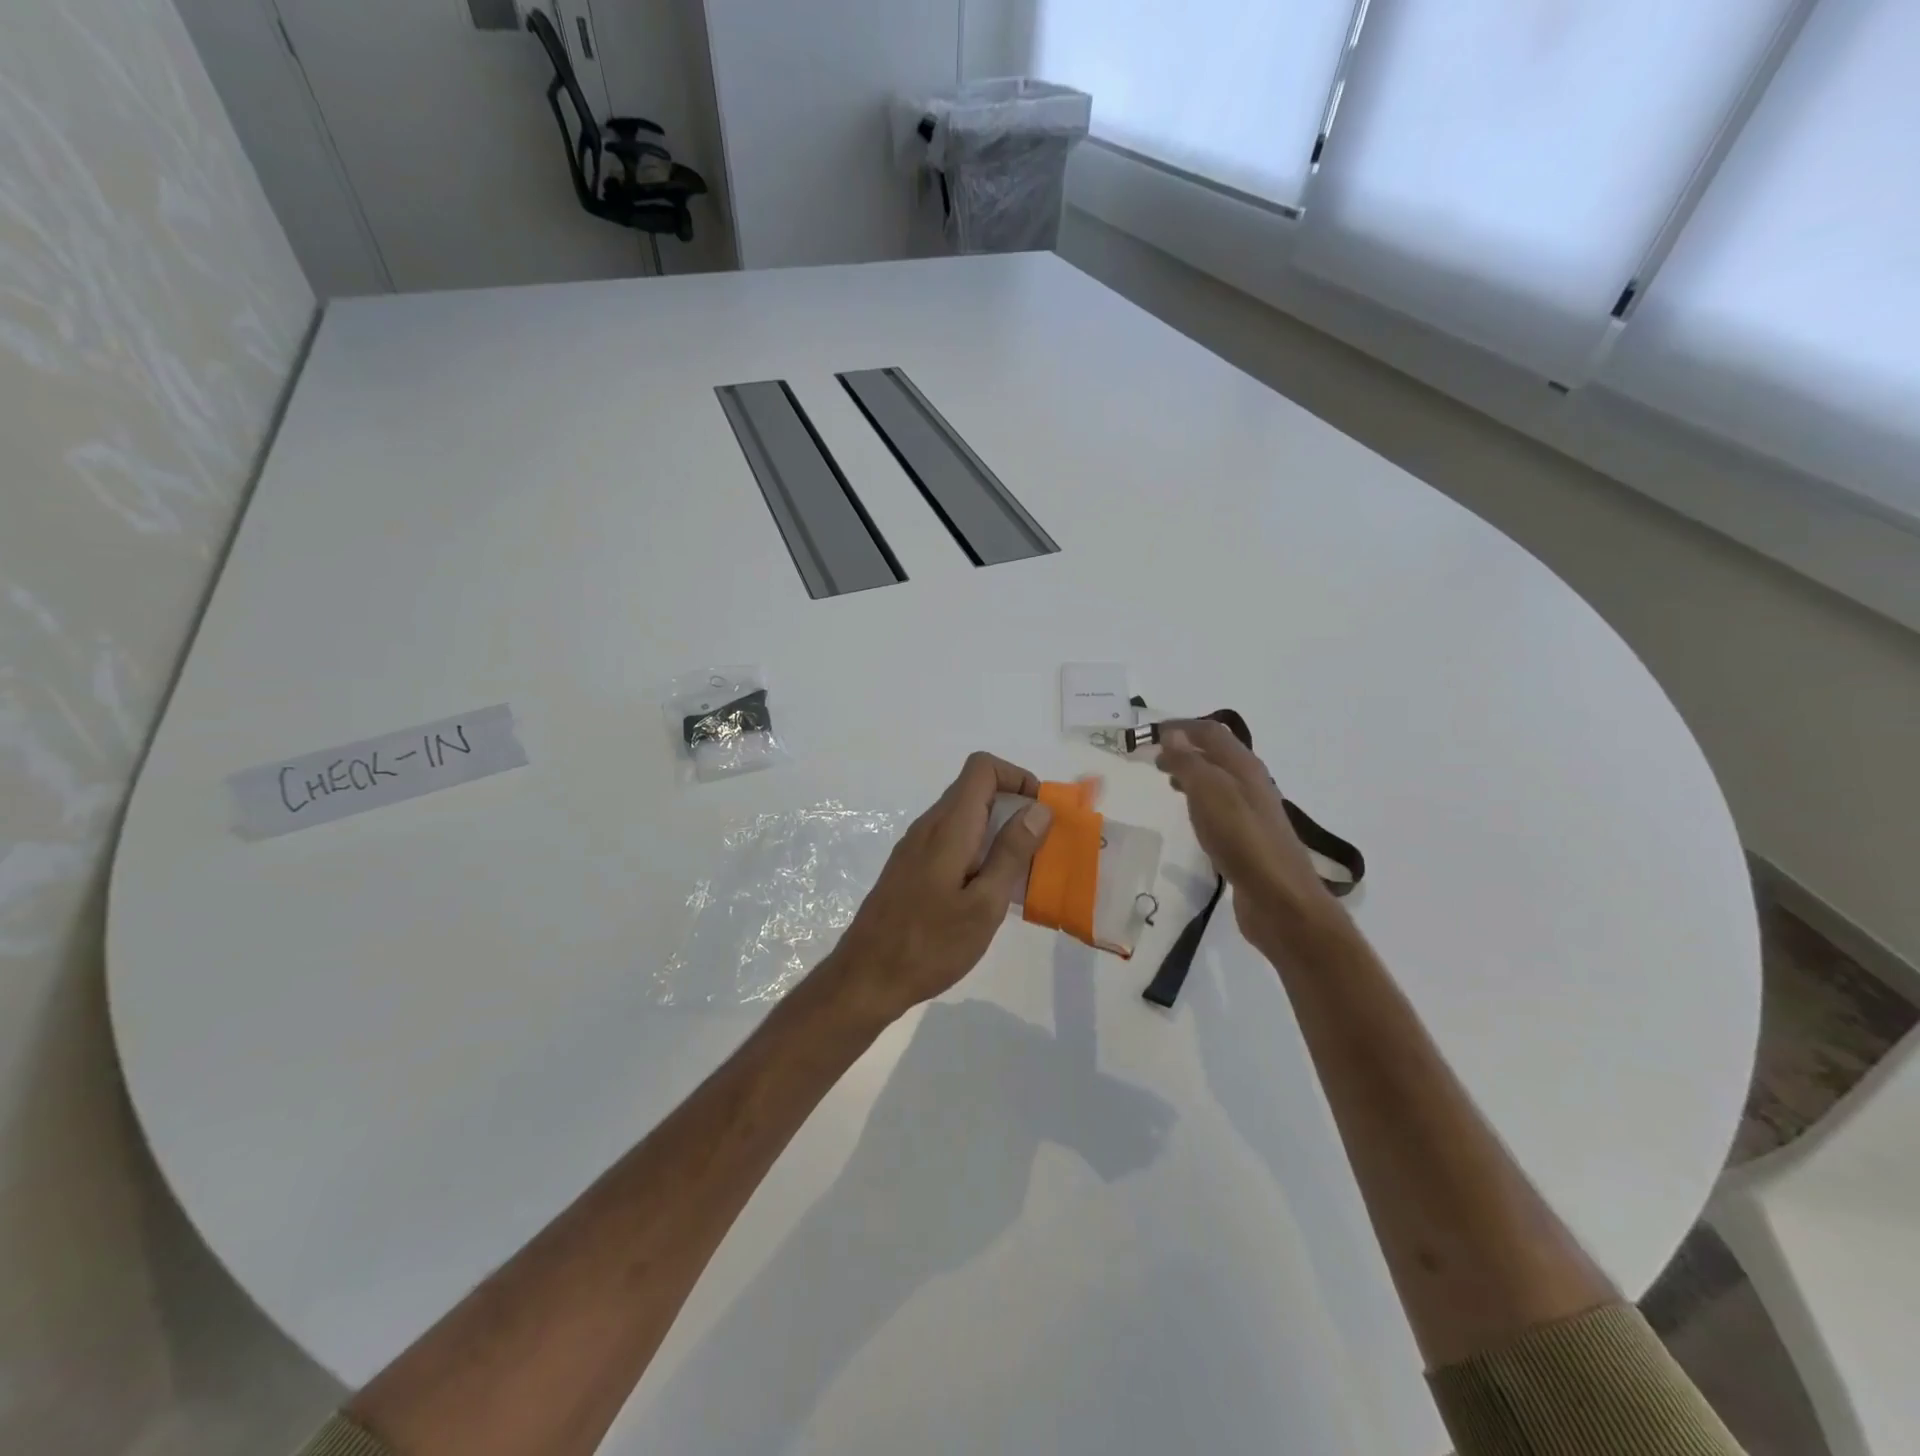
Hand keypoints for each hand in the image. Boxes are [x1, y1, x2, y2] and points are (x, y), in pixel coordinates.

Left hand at [818, 753, 1052, 1023]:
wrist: (867, 977)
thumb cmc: (931, 944)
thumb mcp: (985, 904)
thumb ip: (1012, 852)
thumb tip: (1038, 808)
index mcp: (949, 827)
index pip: (982, 768)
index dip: (1017, 776)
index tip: (1041, 810)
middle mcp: (929, 826)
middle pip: (973, 789)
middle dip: (1013, 804)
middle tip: (1040, 845)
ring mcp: (914, 847)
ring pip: (962, 816)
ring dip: (996, 829)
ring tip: (1020, 870)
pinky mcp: (909, 868)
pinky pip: (950, 840)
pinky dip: (976, 848)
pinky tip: (987, 890)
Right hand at [1153, 719, 1344, 955]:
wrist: (1280, 899)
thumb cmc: (1242, 839)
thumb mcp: (1209, 793)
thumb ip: (1190, 762)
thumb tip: (1173, 734)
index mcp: (1243, 766)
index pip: (1211, 732)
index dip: (1181, 727)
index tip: (1149, 734)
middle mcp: (1251, 783)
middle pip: (1216, 754)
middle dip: (1184, 749)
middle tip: (1154, 759)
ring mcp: (1251, 811)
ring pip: (1218, 780)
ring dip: (1192, 774)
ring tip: (1167, 781)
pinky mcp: (1248, 838)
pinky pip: (1220, 806)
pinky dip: (1199, 800)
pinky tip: (1191, 815)